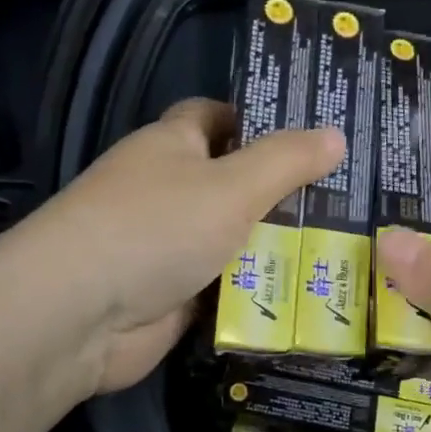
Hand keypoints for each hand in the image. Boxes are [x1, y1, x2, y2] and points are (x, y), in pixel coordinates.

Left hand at [32, 98, 342, 395]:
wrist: (79, 316)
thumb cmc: (156, 228)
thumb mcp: (232, 186)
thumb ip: (286, 161)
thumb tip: (336, 135)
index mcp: (171, 146)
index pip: (216, 116)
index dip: (260, 119)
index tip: (313, 134)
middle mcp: (169, 191)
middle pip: (235, 182)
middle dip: (285, 191)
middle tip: (351, 198)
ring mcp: (170, 246)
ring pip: (235, 238)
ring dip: (278, 247)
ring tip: (346, 247)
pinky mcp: (175, 296)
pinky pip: (227, 286)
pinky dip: (258, 290)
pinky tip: (310, 293)